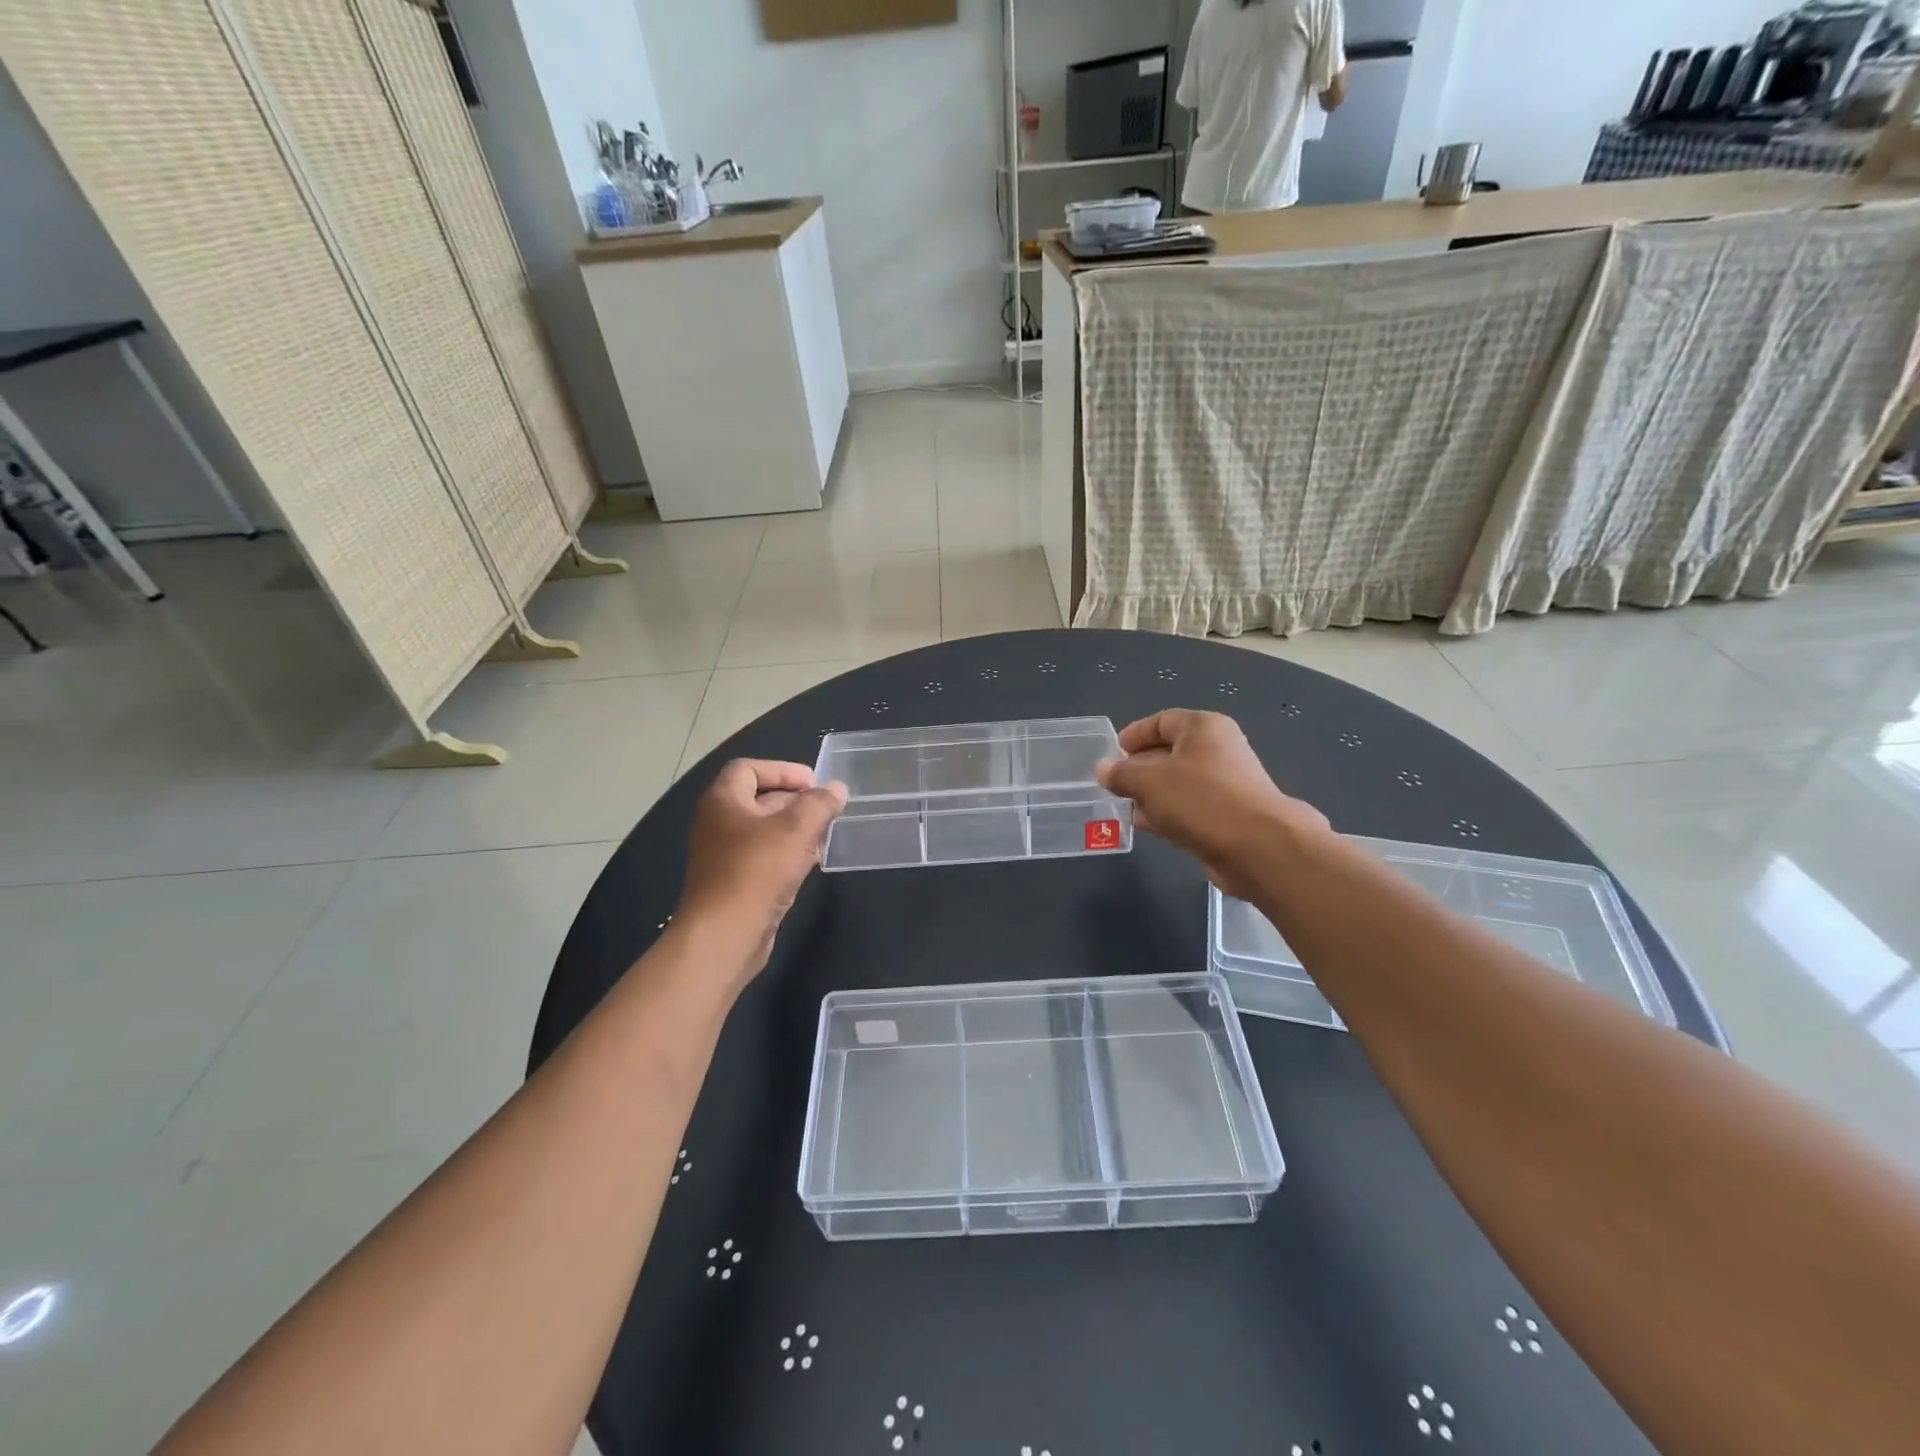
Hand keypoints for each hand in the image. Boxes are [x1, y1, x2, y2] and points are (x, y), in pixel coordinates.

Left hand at [678, 760, 846, 979]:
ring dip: (794, 827)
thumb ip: (819, 804)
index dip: (782, 769)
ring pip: (763, 830)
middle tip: (825, 807)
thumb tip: (836, 789)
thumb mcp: (796, 829)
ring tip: (825, 832)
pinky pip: (763, 856)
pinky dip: (787, 852)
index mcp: (722, 801)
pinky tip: (811, 861)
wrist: (725, 934)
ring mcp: (723, 855)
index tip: (813, 782)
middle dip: (794, 799)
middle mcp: (717, 823)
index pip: (749, 768)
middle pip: (757, 798)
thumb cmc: (757, 870)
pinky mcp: (734, 882)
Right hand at [1096, 710, 1326, 899]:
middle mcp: (1217, 751)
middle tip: (1112, 784)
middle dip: (1139, 768)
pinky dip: (1167, 814)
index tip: (1112, 754)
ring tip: (1122, 806)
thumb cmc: (1201, 799)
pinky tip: (1145, 826)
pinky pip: (1188, 808)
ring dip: (1150, 794)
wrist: (1257, 847)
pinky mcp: (1226, 816)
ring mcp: (1224, 785)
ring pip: (1177, 784)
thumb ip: (1121, 773)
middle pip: (1169, 752)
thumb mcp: (1149, 781)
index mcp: (1203, 729)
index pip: (1162, 721)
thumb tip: (1103, 768)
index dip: (1134, 735)